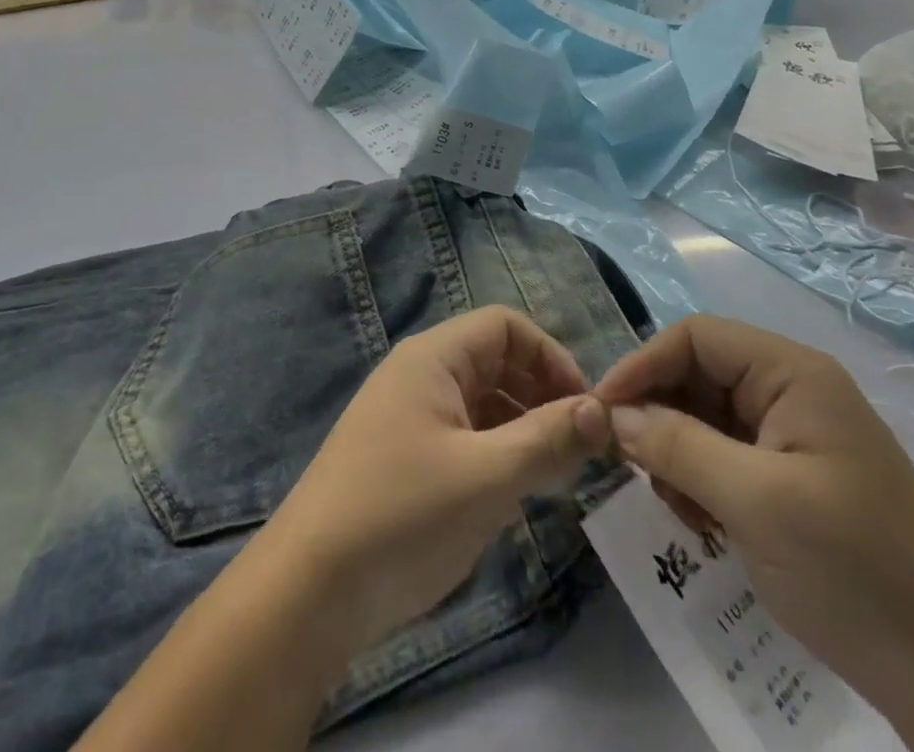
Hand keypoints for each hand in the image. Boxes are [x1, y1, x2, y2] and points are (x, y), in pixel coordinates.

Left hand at [258, 306, 610, 654]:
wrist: (311, 588)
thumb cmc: (403, 515)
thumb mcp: (486, 477)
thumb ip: (547, 440)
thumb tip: (601, 410)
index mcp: (432, 358)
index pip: (504, 326)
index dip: (551, 356)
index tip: (587, 408)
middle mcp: (420, 375)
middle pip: (495, 361)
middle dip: (542, 393)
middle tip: (583, 446)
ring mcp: (409, 417)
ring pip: (482, 402)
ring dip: (524, 426)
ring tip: (560, 472)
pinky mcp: (405, 458)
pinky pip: (464, 436)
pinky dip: (498, 452)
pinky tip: (519, 492)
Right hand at [593, 317, 913, 725]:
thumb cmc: (857, 573)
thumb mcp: (754, 502)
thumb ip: (675, 444)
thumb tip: (609, 414)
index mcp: (794, 374)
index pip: (695, 337)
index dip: (643, 365)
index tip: (602, 412)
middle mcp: (794, 391)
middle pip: (698, 375)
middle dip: (659, 416)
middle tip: (634, 468)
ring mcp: (796, 436)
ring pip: (705, 417)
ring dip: (676, 453)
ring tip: (678, 507)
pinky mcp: (795, 478)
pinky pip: (725, 456)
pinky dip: (700, 480)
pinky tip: (702, 522)